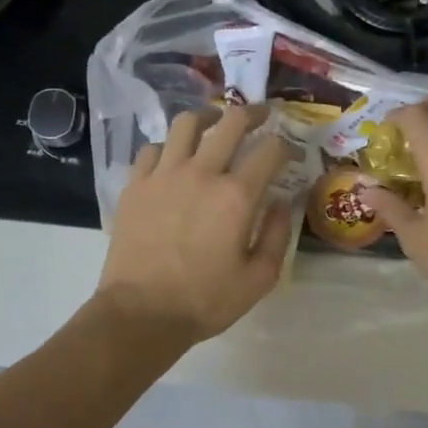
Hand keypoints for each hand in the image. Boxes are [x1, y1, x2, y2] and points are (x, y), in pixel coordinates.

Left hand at [97, 104, 292, 345]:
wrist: (141, 314)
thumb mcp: (259, 278)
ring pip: (187, 124)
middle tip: (262, 115)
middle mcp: (201, 173)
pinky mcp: (135, 185)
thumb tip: (283, 202)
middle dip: (254, 113)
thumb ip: (278, 235)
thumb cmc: (205, 301)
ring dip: (208, 117)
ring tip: (215, 123)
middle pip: (231, 122)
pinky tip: (175, 157)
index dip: (287, 146)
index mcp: (237, 196)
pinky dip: (170, 146)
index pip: (270, 150)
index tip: (292, 154)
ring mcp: (163, 175)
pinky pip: (153, 148)